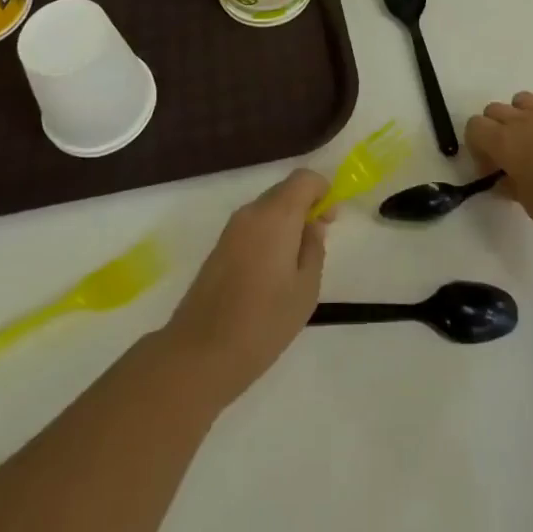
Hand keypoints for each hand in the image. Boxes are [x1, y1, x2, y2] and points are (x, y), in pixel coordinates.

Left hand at [163, 169, 330, 404]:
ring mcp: (231, 229)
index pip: (304, 178)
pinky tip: (272, 272)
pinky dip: (268, 235)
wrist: (200, 353)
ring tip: (296, 263)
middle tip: (318, 241)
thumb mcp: (305, 289)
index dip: (323, 190)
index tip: (331, 219)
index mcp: (276, 215)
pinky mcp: (219, 247)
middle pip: (284, 191)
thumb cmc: (264, 321)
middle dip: (305, 207)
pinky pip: (252, 227)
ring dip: (286, 222)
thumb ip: (314, 248)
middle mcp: (251, 212)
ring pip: (267, 210)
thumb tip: (312, 225)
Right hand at [466, 92, 532, 237]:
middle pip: (494, 109)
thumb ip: (512, 188)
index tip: (491, 170)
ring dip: (522, 116)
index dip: (477, 147)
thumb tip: (504, 180)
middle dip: (495, 130)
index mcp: (505, 142)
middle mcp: (524, 121)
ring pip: (523, 99)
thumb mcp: (531, 206)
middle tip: (509, 159)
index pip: (474, 127)